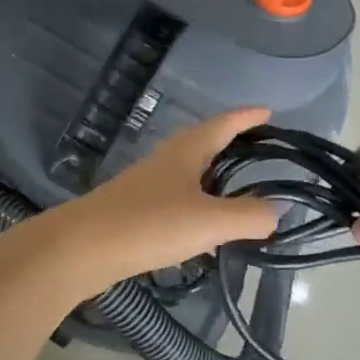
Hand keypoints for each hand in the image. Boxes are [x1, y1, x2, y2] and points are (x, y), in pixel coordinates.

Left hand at [46, 108, 280, 291]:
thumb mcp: (209, 221)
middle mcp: (166, 160)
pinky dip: (197, 209)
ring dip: (214, 179)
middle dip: (231, 144)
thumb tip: (277, 211)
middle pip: (204, 143)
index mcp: (186, 150)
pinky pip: (176, 202)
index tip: (269, 112)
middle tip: (260, 152)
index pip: (223, 124)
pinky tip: (203, 233)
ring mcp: (147, 185)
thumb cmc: (149, 223)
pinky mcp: (135, 211)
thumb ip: (248, 216)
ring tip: (239, 196)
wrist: (81, 248)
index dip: (247, 117)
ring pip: (189, 175)